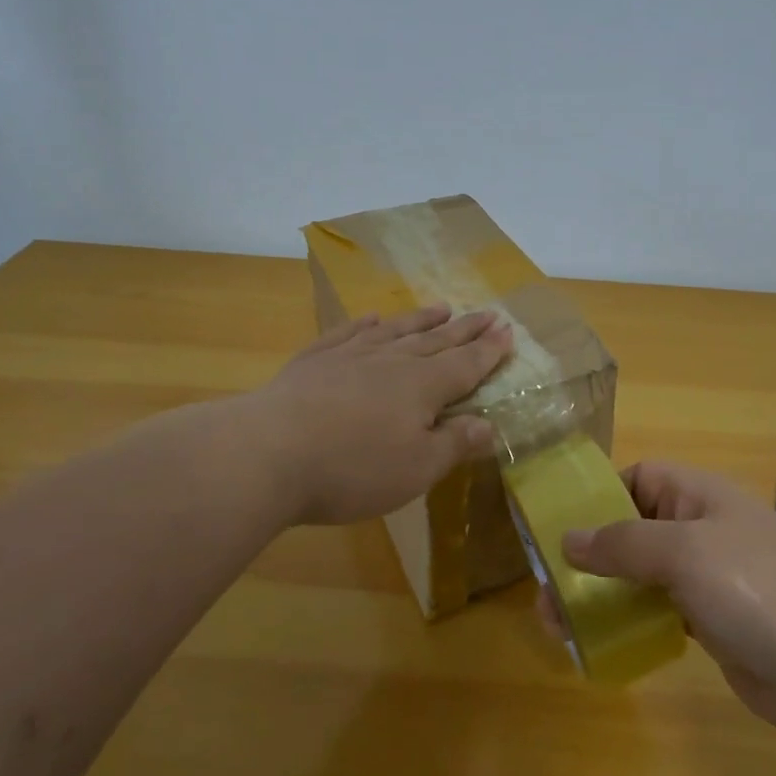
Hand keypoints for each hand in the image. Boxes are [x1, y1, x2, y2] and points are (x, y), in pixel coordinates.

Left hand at [248, 305, 513, 525]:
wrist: (267, 453)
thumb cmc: (353, 468)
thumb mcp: (417, 469)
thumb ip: (455, 444)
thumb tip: (489, 425)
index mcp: (423, 387)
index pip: (466, 364)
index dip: (490, 350)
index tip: (508, 330)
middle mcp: (392, 362)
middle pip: (437, 341)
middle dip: (465, 329)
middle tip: (488, 313)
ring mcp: (350, 356)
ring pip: (396, 331)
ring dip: (421, 319)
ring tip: (442, 306)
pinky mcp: (313, 361)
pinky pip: (348, 334)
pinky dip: (364, 324)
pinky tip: (373, 318)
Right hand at [559, 461, 775, 735]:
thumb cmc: (757, 590)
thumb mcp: (685, 553)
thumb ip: (623, 543)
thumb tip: (567, 538)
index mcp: (700, 496)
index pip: (639, 478)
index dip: (601, 496)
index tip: (562, 529)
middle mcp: (702, 528)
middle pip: (634, 529)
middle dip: (591, 554)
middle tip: (548, 593)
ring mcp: (710, 576)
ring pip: (643, 574)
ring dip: (603, 592)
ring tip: (560, 623)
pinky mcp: (713, 620)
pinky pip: (660, 609)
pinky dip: (632, 619)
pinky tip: (604, 641)